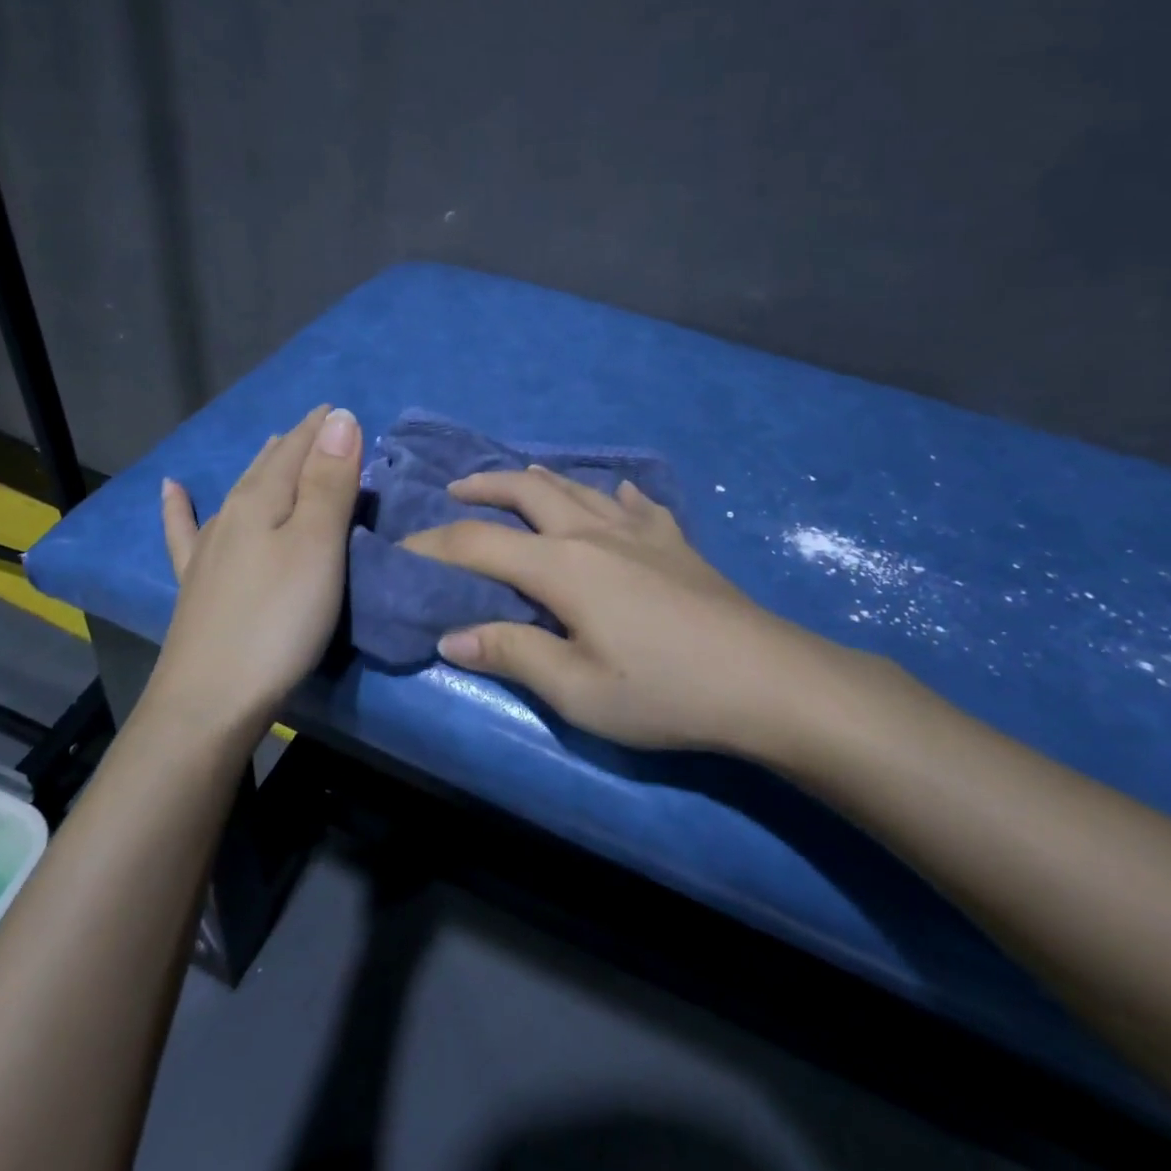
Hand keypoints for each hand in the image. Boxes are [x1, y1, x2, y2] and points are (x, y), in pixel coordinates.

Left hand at [149, 404, 362, 736]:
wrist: (211, 700)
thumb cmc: (279, 620)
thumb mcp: (317, 547)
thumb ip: (329, 483)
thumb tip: (339, 418)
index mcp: (262, 501)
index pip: (296, 450)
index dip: (320, 429)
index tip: (339, 409)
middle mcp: (231, 516)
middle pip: (267, 467)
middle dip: (295, 443)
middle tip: (318, 426)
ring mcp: (208, 551)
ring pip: (238, 492)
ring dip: (260, 466)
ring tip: (272, 443)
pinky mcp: (196, 585)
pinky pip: (184, 531)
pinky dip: (179, 507)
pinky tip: (171, 490)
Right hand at [400, 467, 856, 756]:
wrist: (767, 680)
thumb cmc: (665, 690)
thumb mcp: (578, 690)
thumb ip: (512, 654)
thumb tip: (451, 636)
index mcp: (562, 566)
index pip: (479, 544)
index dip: (435, 544)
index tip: (403, 549)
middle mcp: (593, 532)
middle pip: (528, 491)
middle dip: (485, 485)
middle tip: (455, 489)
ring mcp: (640, 531)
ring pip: (578, 487)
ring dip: (539, 479)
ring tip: (519, 479)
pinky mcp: (676, 542)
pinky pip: (637, 503)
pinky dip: (614, 494)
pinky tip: (618, 494)